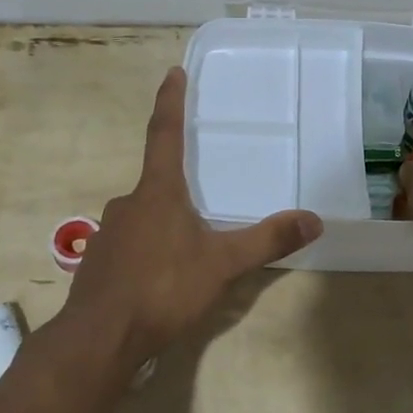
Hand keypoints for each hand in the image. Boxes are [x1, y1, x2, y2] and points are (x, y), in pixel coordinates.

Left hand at [63, 67, 322, 364]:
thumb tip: (314, 219)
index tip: (173, 72)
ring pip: (144, 216)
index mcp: (157, 192)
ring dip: (165, 222)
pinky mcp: (99, 264)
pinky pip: (131, 244)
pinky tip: (162, 276)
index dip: (170, 101)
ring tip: (189, 246)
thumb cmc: (162, 289)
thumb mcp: (222, 265)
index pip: (164, 133)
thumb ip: (267, 241)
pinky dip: (149, 249)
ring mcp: (108, 234)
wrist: (98, 339)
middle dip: (178, 185)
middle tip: (204, 197)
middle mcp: (128, 204)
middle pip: (156, 182)